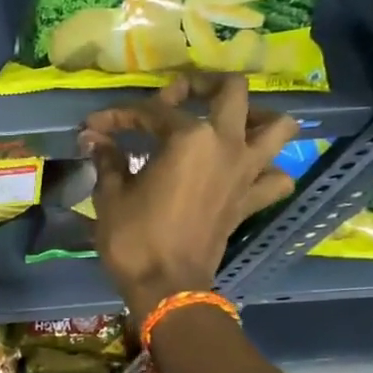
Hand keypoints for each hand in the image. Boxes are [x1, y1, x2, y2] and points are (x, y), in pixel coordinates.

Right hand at [80, 76, 298, 317]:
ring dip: (257, 117)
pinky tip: (246, 171)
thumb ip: (107, 159)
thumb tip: (94, 137)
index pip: (153, 112)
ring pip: (278, 127)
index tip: (96, 126)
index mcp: (188, 138)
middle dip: (203, 84)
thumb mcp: (111, 196)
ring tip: (231, 123)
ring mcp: (245, 172)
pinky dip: (269, 170)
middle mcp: (225, 144)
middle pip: (231, 91)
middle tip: (179, 97)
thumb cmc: (134, 240)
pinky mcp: (250, 200)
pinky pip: (277, 177)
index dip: (120, 115)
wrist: (166, 288)